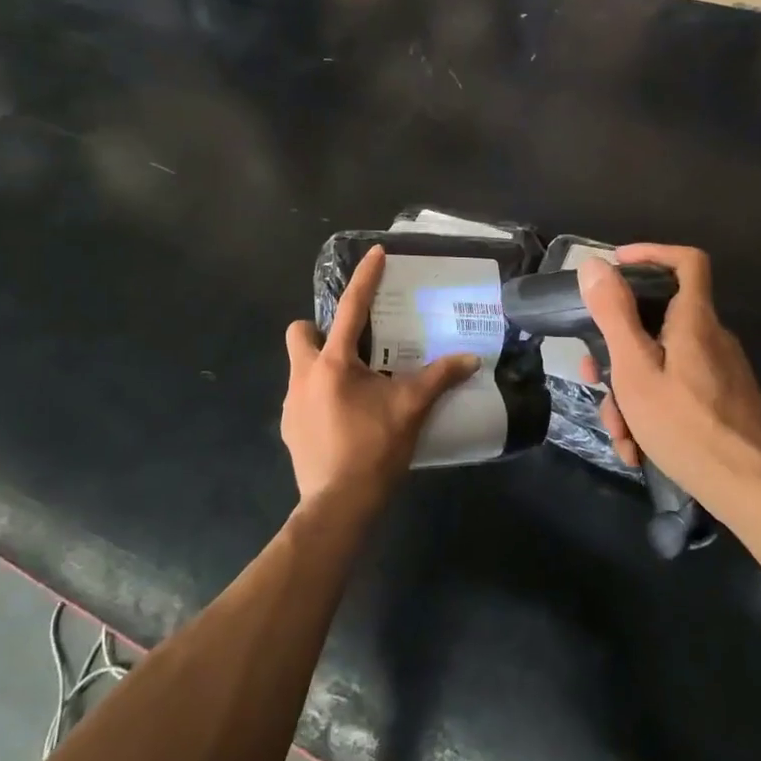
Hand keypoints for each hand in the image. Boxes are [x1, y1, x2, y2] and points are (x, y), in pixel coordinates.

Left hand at [282, 245, 477, 507]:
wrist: (338, 506)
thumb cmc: (373, 449)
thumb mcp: (411, 409)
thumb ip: (439, 379)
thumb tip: (471, 359)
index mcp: (334, 364)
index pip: (350, 309)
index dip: (365, 279)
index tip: (376, 254)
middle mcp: (304, 376)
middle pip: (300, 332)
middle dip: (320, 329)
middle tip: (353, 344)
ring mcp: (291, 403)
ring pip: (300, 367)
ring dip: (323, 366)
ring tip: (356, 385)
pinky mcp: (289, 428)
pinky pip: (301, 397)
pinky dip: (320, 397)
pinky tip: (344, 417)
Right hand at [578, 246, 760, 511]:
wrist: (756, 493)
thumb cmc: (688, 426)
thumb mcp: (636, 370)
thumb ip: (614, 315)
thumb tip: (595, 265)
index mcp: (694, 321)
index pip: (687, 261)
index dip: (651, 253)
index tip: (615, 267)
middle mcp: (711, 339)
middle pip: (657, 322)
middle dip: (617, 350)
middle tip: (592, 377)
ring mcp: (719, 373)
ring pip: (661, 365)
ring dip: (629, 394)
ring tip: (619, 434)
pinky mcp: (723, 403)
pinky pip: (677, 391)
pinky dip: (652, 412)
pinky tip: (639, 449)